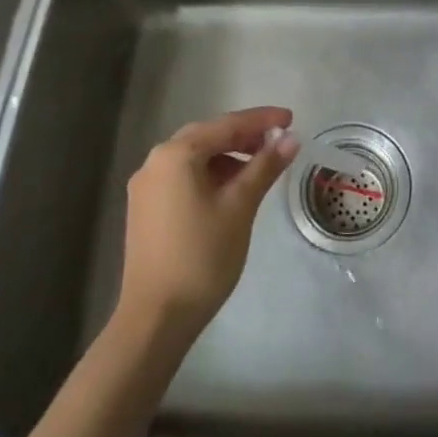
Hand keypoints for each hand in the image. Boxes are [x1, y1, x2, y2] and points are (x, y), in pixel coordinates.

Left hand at [118, 106, 299, 338]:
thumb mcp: (240, 206)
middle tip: (278, 141)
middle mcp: (155, 161)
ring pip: (195, 158)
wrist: (156, 318)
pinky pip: (183, 177)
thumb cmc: (202, 256)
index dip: (261, 120)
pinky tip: (231, 190)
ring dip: (227, 157)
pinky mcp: (145, 209)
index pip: (226, 125)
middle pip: (207, 137)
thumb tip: (290, 138)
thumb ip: (265, 167)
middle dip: (244, 137)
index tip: (291, 118)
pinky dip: (210, 175)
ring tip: (259, 169)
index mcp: (175, 154)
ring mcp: (146, 187)